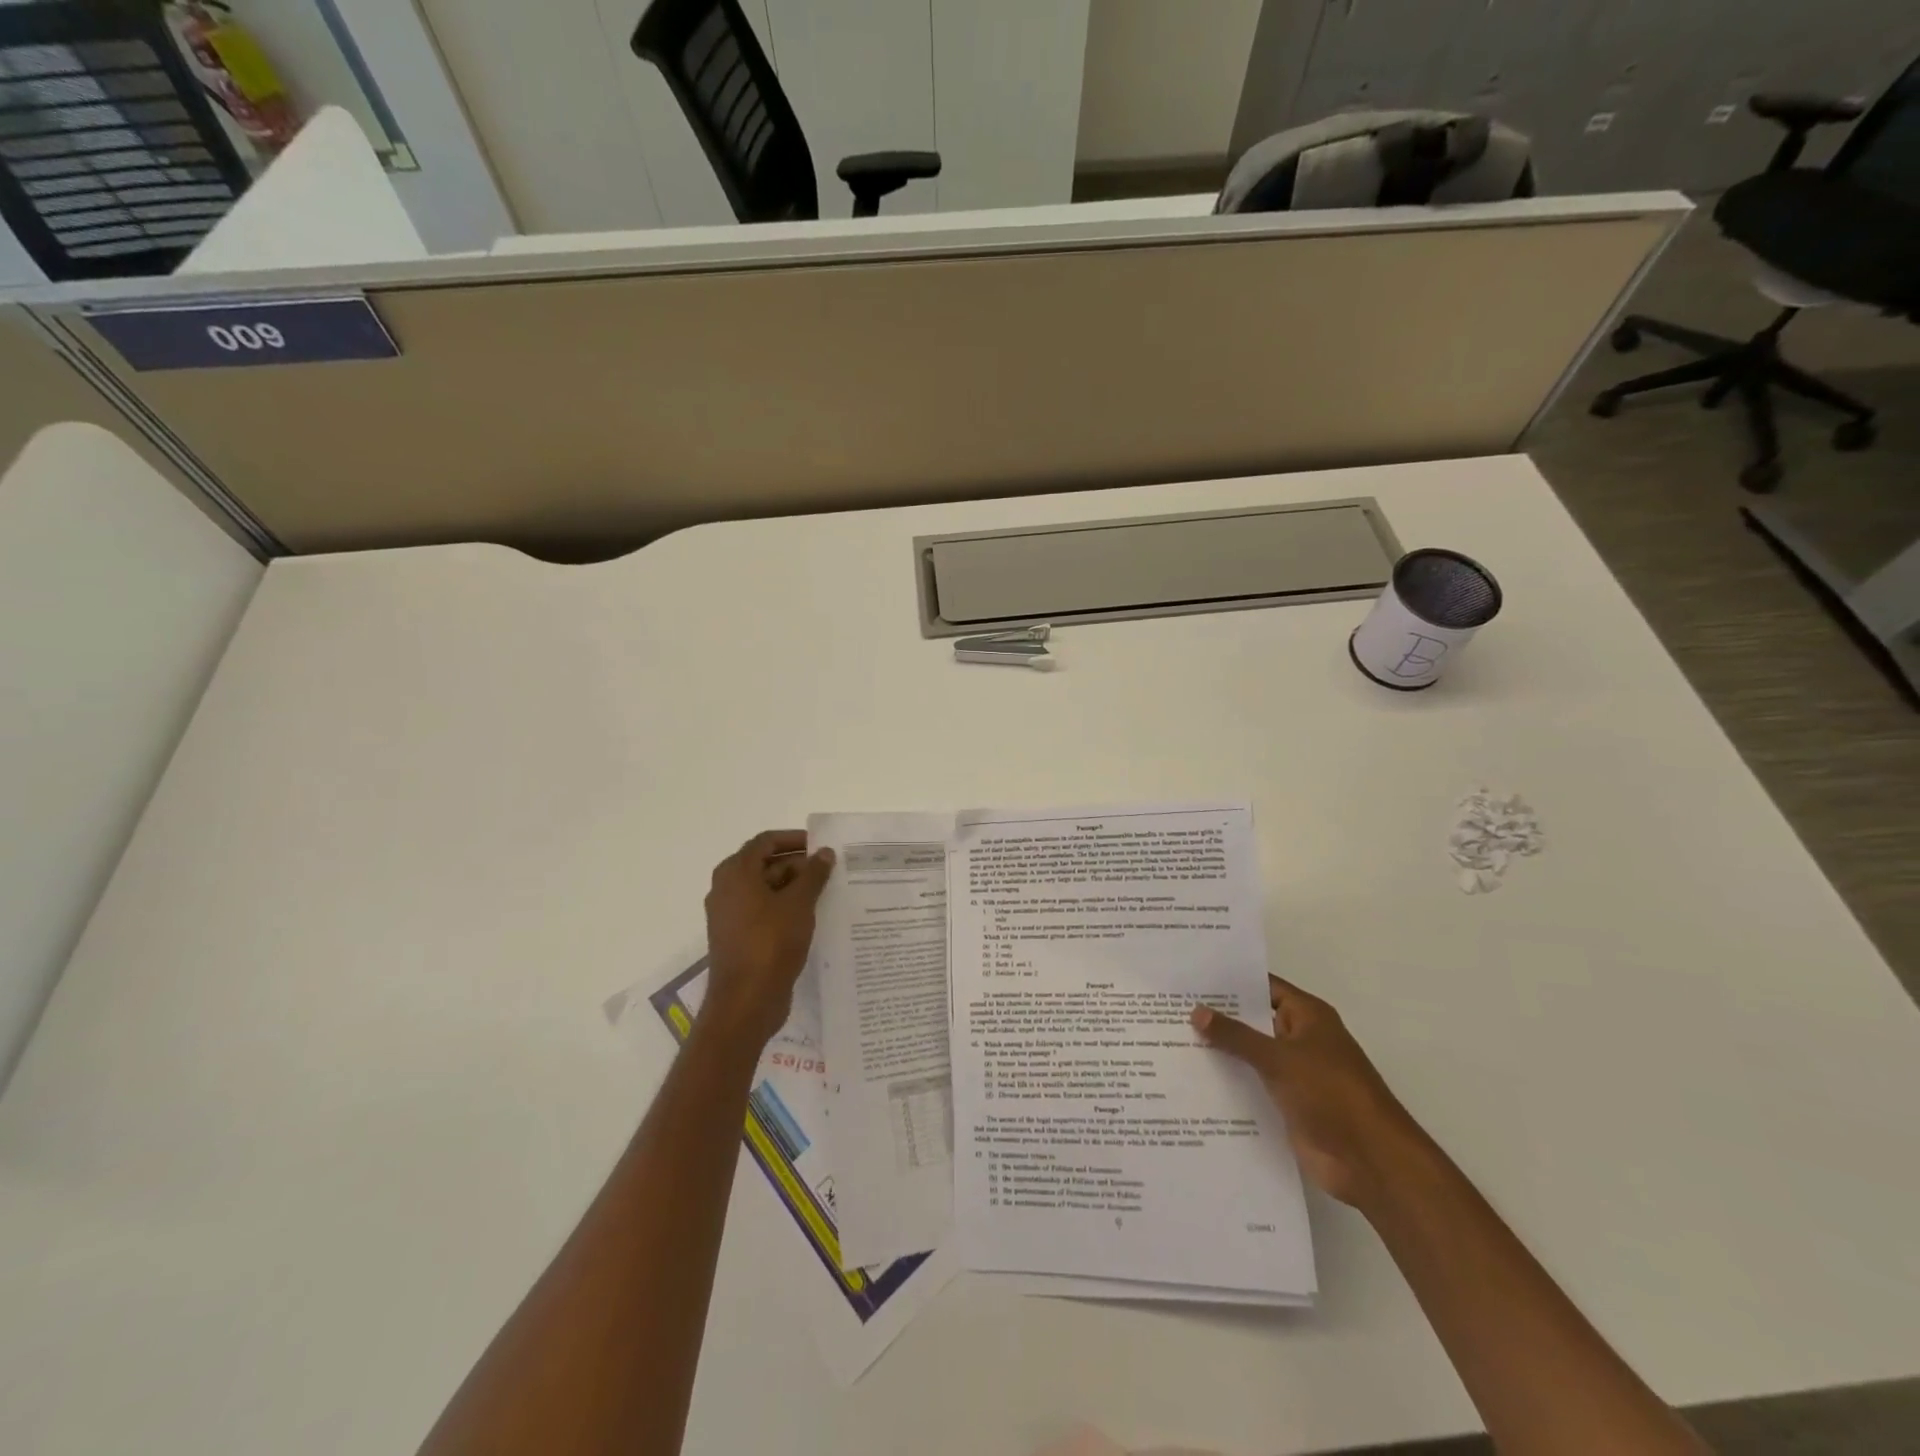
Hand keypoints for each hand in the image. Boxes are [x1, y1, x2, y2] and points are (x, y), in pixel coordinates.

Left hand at [701, 830, 834, 1048]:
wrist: (746, 1001)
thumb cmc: (771, 943)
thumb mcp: (799, 903)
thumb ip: (813, 874)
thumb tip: (825, 853)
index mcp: (735, 873)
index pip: (765, 842)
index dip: (794, 839)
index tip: (821, 845)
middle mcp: (727, 889)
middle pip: (765, 864)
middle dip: (798, 865)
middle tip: (830, 871)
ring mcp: (731, 916)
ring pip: (766, 890)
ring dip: (794, 887)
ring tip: (827, 892)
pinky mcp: (738, 937)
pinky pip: (764, 912)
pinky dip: (786, 908)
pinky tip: (812, 916)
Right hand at [1191, 976, 1427, 1209]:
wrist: (1370, 1160)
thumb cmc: (1331, 1094)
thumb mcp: (1279, 1058)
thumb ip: (1236, 1036)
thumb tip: (1196, 1011)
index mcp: (1307, 1016)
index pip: (1263, 987)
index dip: (1230, 982)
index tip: (1191, 977)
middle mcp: (1300, 1039)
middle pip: (1254, 1020)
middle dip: (1218, 1017)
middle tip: (1171, 1007)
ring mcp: (1295, 1073)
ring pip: (1251, 1054)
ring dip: (1221, 1051)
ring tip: (1172, 1039)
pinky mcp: (1288, 1104)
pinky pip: (1253, 1085)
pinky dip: (1230, 1082)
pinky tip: (1194, 1080)